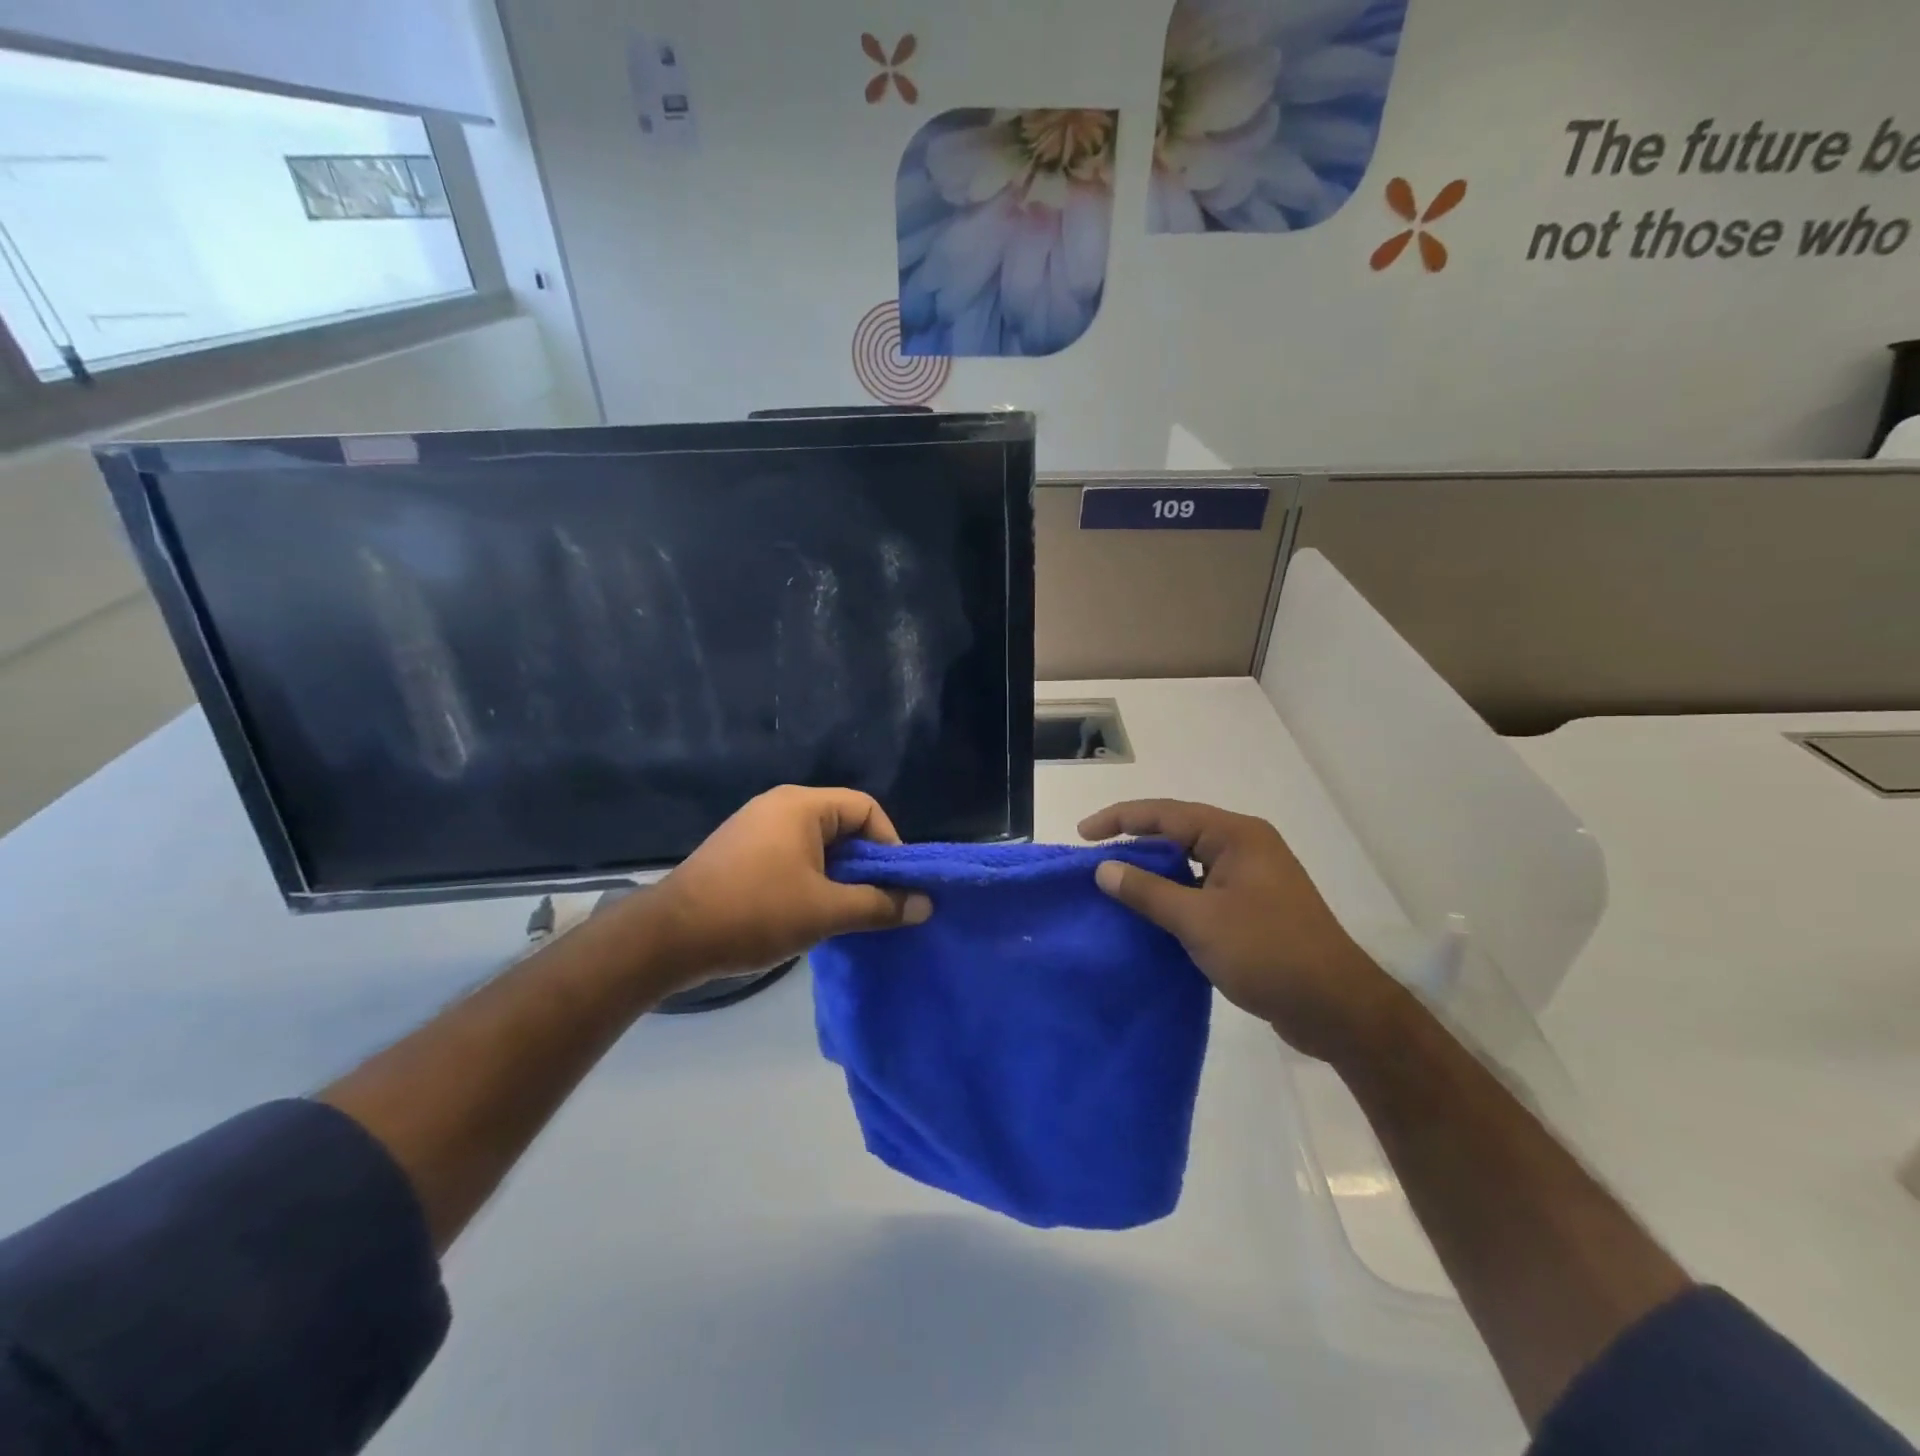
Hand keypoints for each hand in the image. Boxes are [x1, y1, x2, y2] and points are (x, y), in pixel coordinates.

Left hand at [640, 786, 931, 987]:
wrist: (668, 938)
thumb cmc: (755, 913)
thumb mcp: (826, 911)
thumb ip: (879, 905)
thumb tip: (925, 905)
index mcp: (802, 805)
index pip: (866, 809)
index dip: (889, 845)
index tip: (895, 886)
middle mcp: (779, 806)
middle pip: (842, 825)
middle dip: (864, 865)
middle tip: (874, 903)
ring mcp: (755, 828)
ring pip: (816, 845)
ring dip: (837, 876)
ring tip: (844, 914)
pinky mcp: (739, 853)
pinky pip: (791, 856)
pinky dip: (810, 880)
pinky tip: (808, 914)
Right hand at [1079, 799, 1397, 1063]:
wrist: (1337, 1008)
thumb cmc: (1267, 953)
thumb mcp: (1198, 921)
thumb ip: (1148, 891)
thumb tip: (1104, 868)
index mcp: (1236, 836)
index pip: (1166, 814)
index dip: (1120, 819)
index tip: (1083, 834)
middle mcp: (1245, 847)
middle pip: (1178, 834)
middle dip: (1135, 845)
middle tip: (1095, 862)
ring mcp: (1252, 878)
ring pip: (1190, 864)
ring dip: (1155, 874)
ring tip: (1115, 887)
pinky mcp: (1254, 908)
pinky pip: (1202, 890)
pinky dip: (1174, 897)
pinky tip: (1151, 915)